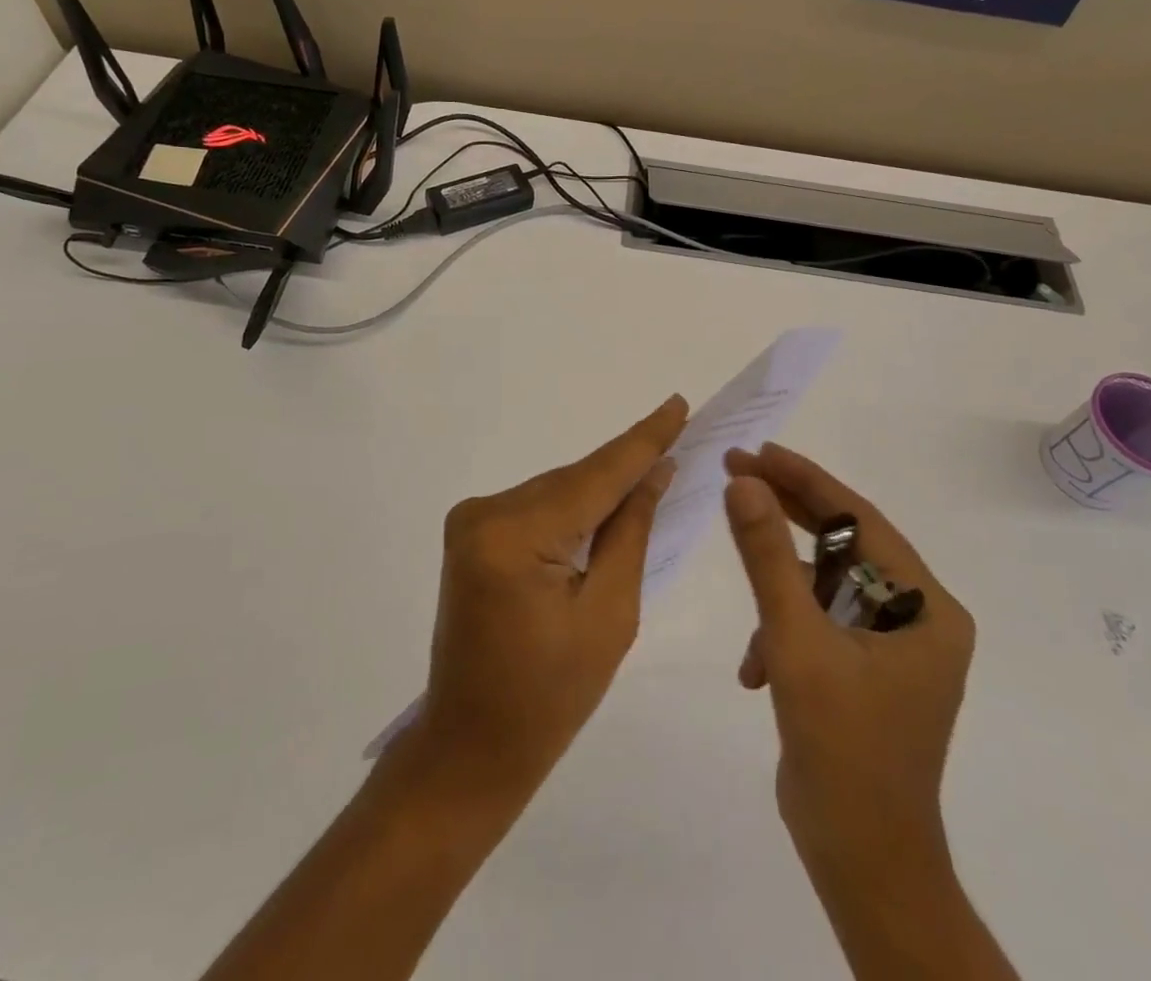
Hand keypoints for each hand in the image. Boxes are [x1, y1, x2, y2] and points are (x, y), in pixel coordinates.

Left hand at [410, 395, 687, 809]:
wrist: (470, 746)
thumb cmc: (550, 698)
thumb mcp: (610, 616)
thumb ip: (631, 532)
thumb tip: (655, 471)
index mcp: (515, 536)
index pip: (596, 475)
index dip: (643, 439)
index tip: (678, 403)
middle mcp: (485, 512)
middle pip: (575, 480)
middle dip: (626, 467)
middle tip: (680, 439)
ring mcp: (472, 520)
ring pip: (558, 490)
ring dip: (601, 490)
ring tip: (653, 476)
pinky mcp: (472, 532)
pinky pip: (539, 506)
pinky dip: (574, 508)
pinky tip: (608, 506)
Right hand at [721, 443, 974, 875]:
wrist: (861, 865)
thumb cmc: (842, 750)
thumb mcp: (796, 642)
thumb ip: (768, 557)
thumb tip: (742, 482)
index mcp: (926, 607)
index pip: (859, 518)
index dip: (804, 479)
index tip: (754, 450)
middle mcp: (919, 618)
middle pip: (844, 544)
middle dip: (786, 512)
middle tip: (734, 472)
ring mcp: (893, 646)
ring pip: (825, 584)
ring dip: (780, 590)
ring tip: (744, 598)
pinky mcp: (867, 670)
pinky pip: (820, 622)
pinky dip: (785, 632)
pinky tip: (757, 671)